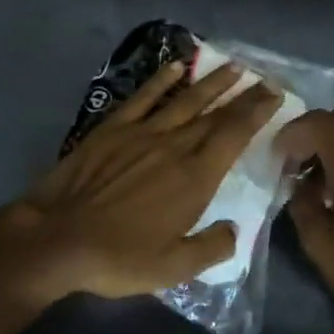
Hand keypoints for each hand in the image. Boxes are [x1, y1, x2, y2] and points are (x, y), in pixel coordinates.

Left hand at [0, 60, 281, 301]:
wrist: (58, 239)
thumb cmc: (119, 256)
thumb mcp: (174, 267)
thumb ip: (212, 247)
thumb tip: (235, 230)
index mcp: (194, 178)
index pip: (234, 136)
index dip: (257, 113)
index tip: (275, 95)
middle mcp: (174, 146)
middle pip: (215, 114)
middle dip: (243, 95)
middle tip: (264, 78)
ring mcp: (141, 133)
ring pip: (184, 99)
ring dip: (211, 82)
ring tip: (233, 65)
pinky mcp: (112, 128)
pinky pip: (143, 97)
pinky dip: (161, 80)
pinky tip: (176, 66)